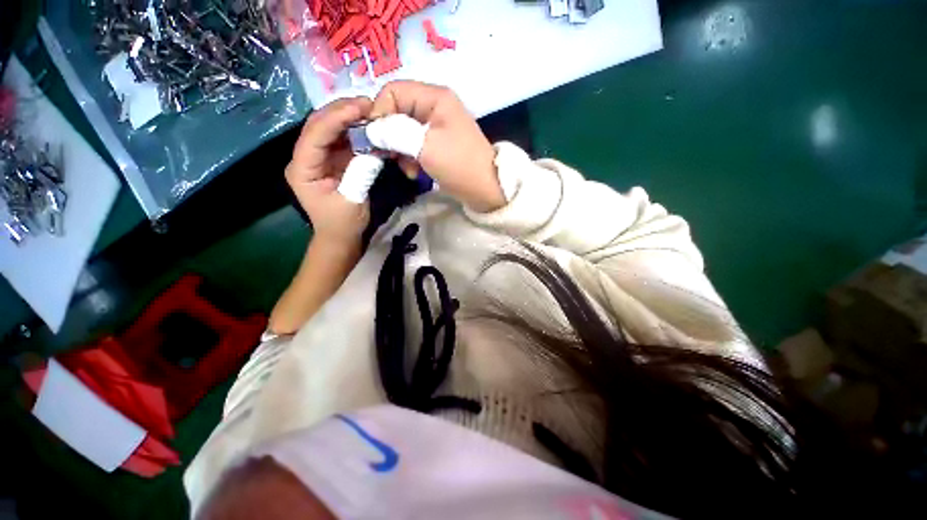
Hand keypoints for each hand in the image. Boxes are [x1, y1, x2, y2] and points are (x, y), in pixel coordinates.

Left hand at [285, 97, 372, 243]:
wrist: (340, 237)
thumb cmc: (343, 225)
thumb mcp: (353, 201)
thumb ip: (362, 173)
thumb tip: (375, 147)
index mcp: (302, 169)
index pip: (315, 135)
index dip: (336, 118)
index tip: (362, 108)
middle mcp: (306, 158)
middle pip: (319, 125)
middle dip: (343, 111)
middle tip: (370, 104)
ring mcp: (319, 157)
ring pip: (331, 128)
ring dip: (350, 118)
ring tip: (372, 111)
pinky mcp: (333, 160)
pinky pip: (343, 140)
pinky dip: (356, 131)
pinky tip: (370, 126)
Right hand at [370, 81, 505, 212]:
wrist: (486, 190)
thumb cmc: (459, 166)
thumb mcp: (426, 147)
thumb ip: (395, 133)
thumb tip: (371, 129)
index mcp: (435, 97)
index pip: (392, 91)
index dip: (379, 113)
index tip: (374, 139)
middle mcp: (435, 106)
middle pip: (397, 111)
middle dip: (389, 135)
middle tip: (388, 157)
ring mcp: (437, 126)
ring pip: (403, 130)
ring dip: (400, 151)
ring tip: (407, 169)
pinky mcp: (438, 144)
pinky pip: (414, 144)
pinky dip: (410, 158)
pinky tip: (414, 172)